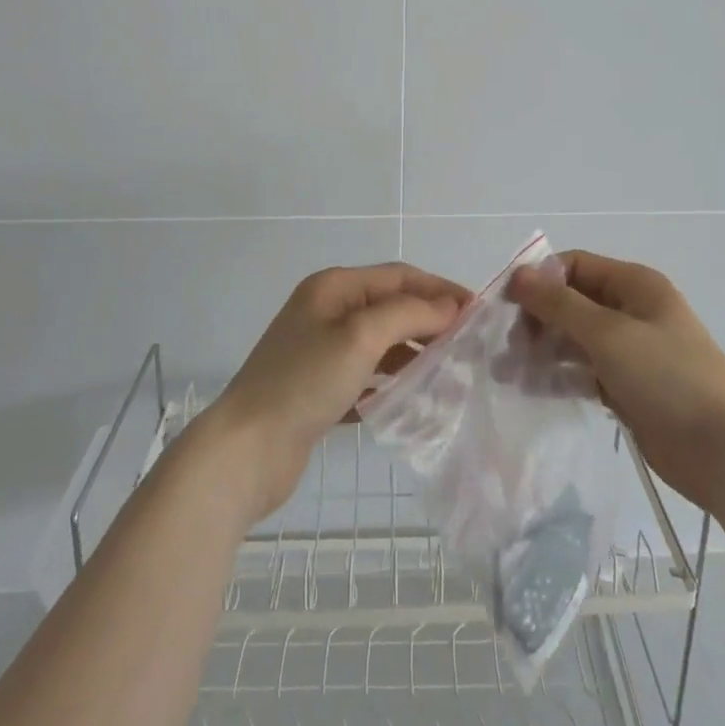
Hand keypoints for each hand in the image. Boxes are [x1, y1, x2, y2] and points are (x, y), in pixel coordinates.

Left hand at [204, 263, 470, 522]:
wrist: (246, 449)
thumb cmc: (305, 382)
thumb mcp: (361, 336)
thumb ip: (409, 313)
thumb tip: (450, 306)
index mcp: (333, 287)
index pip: (399, 276)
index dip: (440, 289)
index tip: (479, 312)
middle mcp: (327, 311)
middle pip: (391, 307)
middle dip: (430, 322)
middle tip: (468, 347)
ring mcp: (320, 351)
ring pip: (381, 343)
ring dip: (413, 354)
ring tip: (448, 375)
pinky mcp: (319, 388)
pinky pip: (367, 375)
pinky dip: (391, 382)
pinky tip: (411, 400)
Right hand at [508, 251, 724, 511]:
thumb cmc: (668, 378)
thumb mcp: (609, 334)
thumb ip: (560, 304)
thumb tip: (519, 274)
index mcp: (635, 285)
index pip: (574, 266)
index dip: (539, 280)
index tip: (505, 307)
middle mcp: (631, 310)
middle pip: (571, 302)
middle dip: (537, 319)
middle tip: (504, 347)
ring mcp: (631, 350)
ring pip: (574, 339)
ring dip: (542, 349)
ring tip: (508, 372)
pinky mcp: (627, 386)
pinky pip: (584, 371)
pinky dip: (560, 375)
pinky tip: (532, 389)